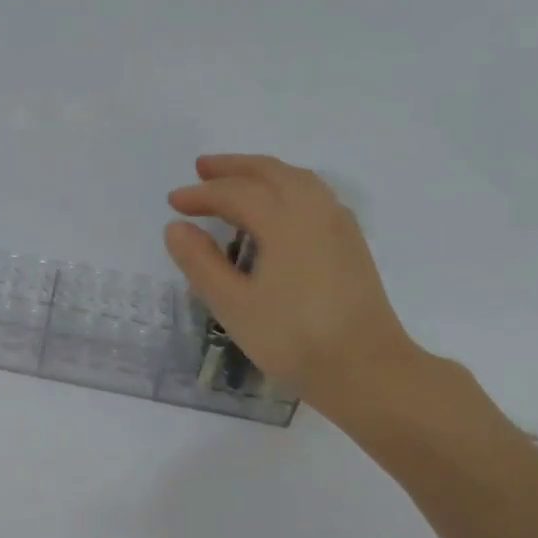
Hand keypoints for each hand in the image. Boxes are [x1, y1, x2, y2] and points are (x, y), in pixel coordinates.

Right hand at [166, 154, 423, 414]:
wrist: (364, 368)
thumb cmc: (292, 339)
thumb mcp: (233, 305)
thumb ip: (200, 263)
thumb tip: (177, 228)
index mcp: (284, 220)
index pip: (235, 193)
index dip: (201, 194)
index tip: (173, 202)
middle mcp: (315, 210)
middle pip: (271, 172)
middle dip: (233, 168)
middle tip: (201, 169)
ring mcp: (338, 224)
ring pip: (297, 179)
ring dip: (262, 173)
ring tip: (236, 180)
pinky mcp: (350, 242)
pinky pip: (314, 195)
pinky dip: (286, 187)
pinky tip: (277, 209)